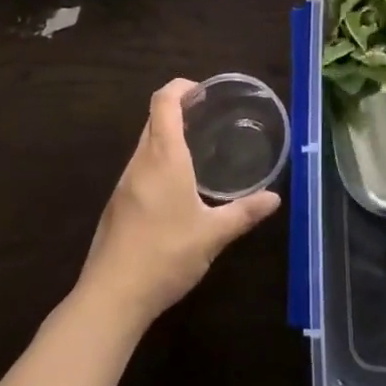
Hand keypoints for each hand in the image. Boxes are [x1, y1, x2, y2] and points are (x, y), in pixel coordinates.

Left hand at [77, 79, 281, 328]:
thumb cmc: (165, 255)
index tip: (203, 92)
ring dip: (167, 138)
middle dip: (178, 110)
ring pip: (145, 145)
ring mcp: (124, 184)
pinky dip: (158, 163)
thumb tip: (274, 198)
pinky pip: (139, 169)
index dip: (180, 87)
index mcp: (163, 157)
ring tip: (197, 152)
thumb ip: (244, 213)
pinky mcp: (117, 205)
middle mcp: (140, 162)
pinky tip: (176, 190)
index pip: (163, 101)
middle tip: (208, 118)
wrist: (111, 297)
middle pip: (154, 119)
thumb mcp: (213, 235)